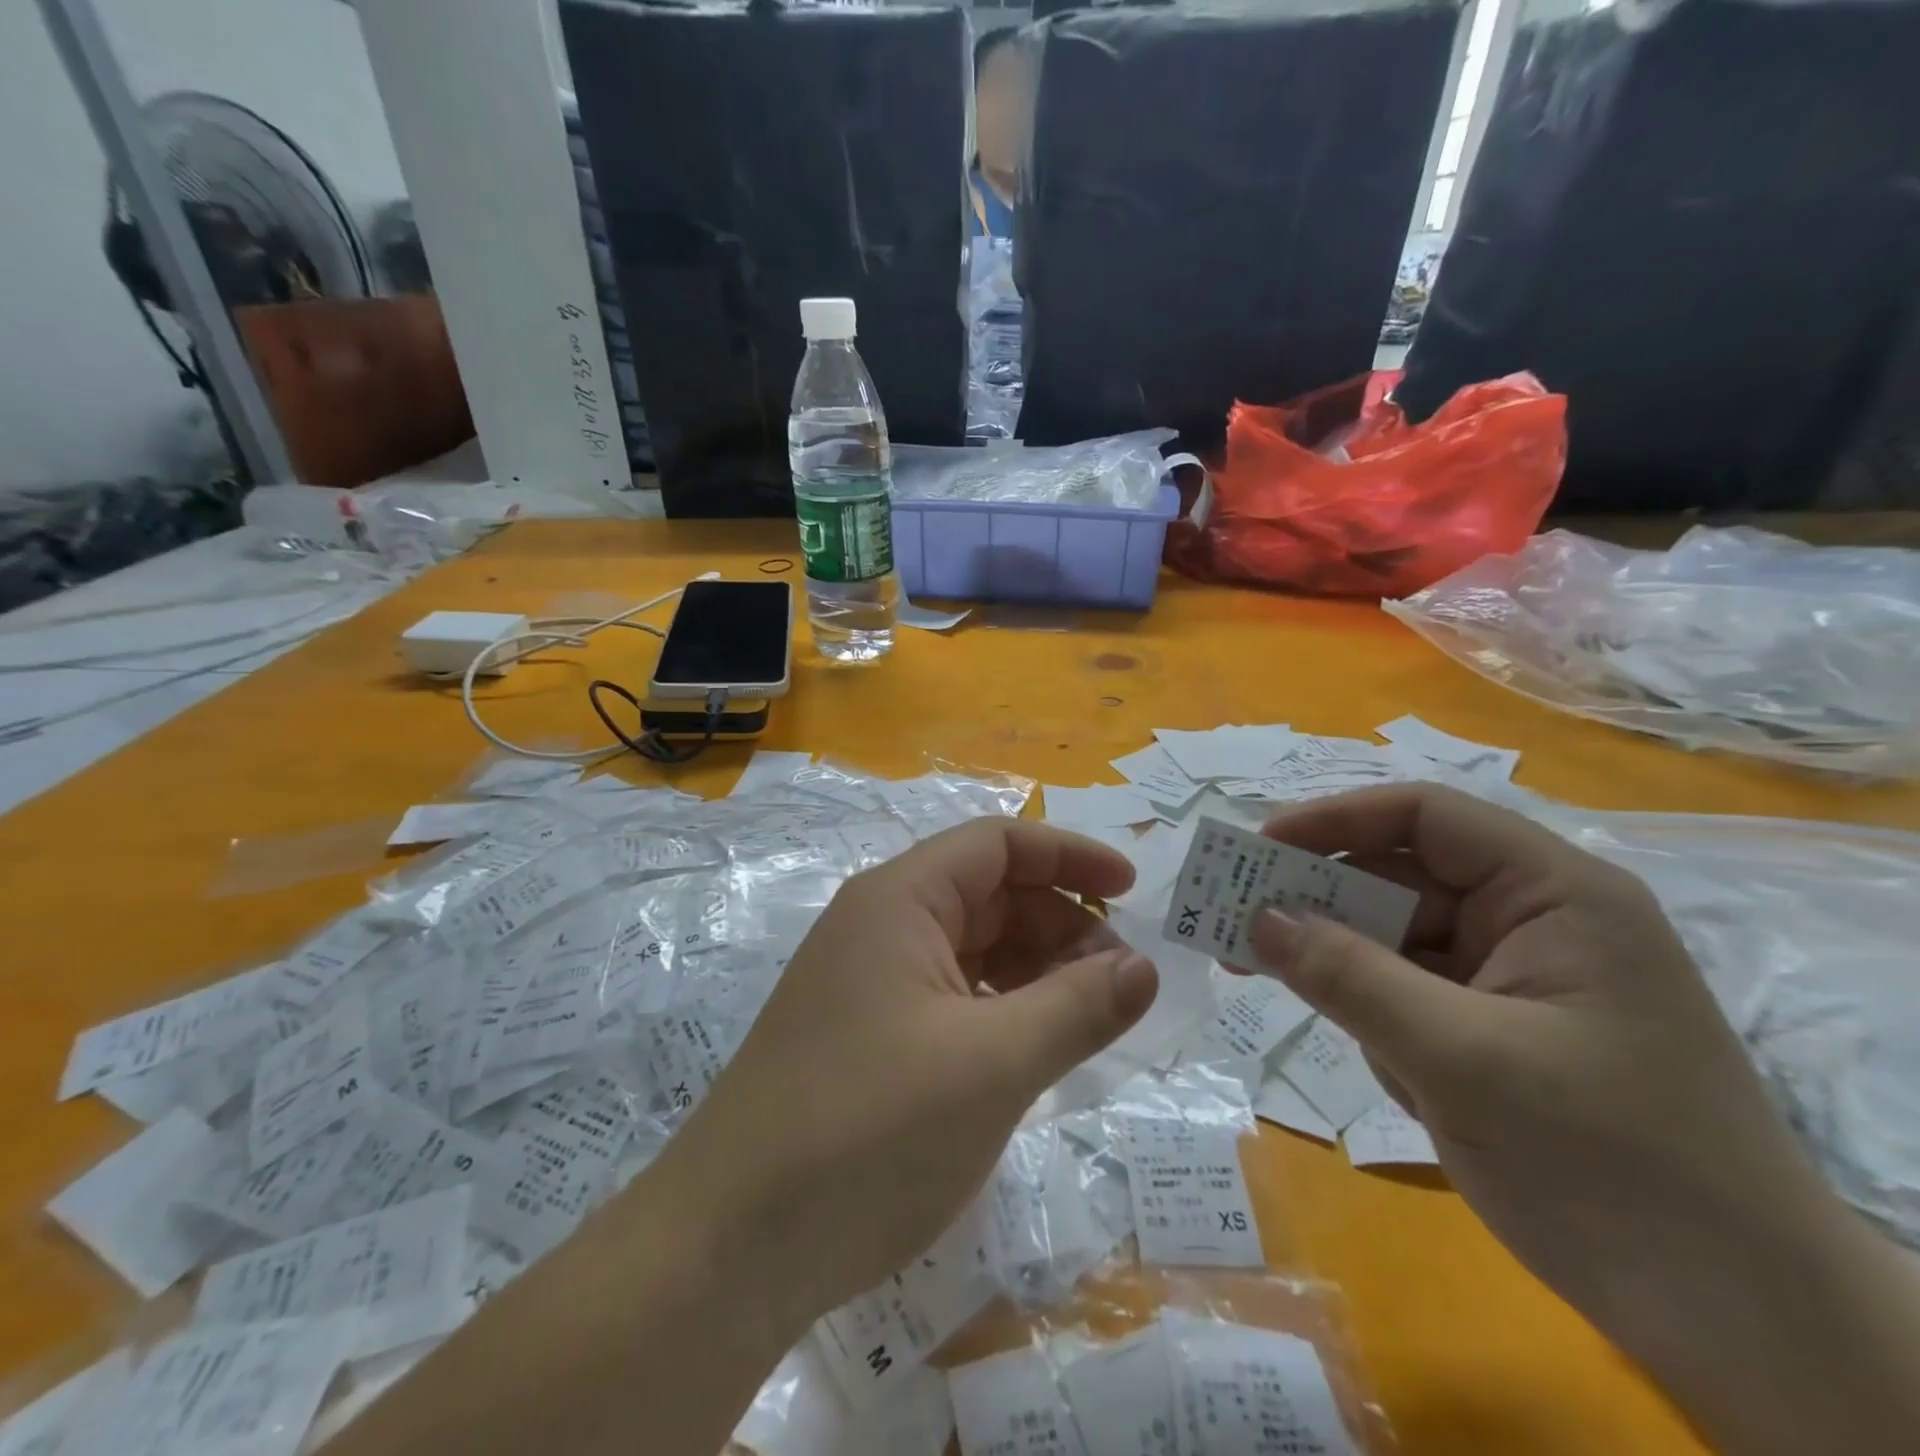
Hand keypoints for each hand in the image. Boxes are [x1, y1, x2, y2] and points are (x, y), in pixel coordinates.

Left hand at [652, 818, 1157, 1334]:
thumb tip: (1143, 968)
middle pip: (989, 896)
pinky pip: (950, 999)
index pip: (998, 844)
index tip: (1133, 892)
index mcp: (901, 900)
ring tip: (1088, 1022)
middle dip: (1061, 926)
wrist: (728, 1248)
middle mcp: (880, 926)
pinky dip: (1001, 1012)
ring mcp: (868, 983)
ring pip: (972, 951)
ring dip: (1035, 973)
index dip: (1070, 856)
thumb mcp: (993, 1065)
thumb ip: (1077, 1008)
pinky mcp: (865, 1037)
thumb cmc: (868, 1131)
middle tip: (1120, 985)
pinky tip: (1031, 1053)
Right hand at [1243, 784, 1919, 1455]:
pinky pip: (1402, 991)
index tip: (1254, 849)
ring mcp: (1509, 976)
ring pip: (1390, 937)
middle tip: (1230, 919)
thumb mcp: (1459, 1058)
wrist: (1737, 1324)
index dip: (1333, 819)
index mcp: (1553, 893)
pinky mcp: (1491, 1027)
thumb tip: (1254, 917)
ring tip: (1256, 974)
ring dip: (1332, 958)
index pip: (1425, 816)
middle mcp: (1530, 918)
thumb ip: (1348, 976)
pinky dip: (1366, 1009)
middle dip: (1314, 896)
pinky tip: (1368, 1055)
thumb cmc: (1611, 1164)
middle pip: (1396, 875)